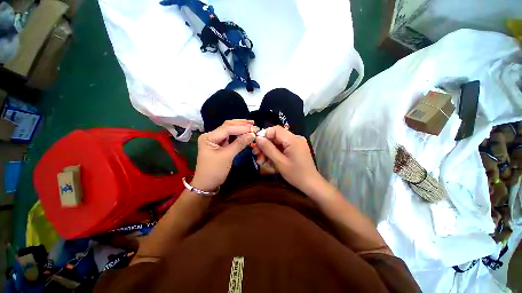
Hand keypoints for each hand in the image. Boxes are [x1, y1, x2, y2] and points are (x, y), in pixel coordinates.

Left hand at [191, 120, 256, 191]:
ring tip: (252, 126)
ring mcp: (215, 140)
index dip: (241, 128)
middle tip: (254, 124)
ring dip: (240, 128)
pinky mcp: (220, 145)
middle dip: (241, 125)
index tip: (254, 128)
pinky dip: (238, 135)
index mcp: (209, 137)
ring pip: (230, 130)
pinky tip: (246, 133)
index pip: (227, 128)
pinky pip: (230, 137)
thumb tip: (252, 134)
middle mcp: (211, 135)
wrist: (206, 185)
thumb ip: (239, 144)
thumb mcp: (227, 156)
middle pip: (228, 126)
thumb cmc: (214, 171)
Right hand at [255, 126, 324, 194]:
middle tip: (256, 155)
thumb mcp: (280, 162)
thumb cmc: (296, 174)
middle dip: (265, 145)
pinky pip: (283, 147)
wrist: (311, 184)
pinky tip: (269, 161)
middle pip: (276, 136)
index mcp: (293, 139)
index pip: (276, 129)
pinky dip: (275, 153)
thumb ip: (268, 149)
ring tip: (261, 161)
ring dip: (269, 150)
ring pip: (278, 142)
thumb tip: (258, 138)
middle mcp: (296, 138)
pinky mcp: (296, 149)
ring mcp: (296, 143)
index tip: (256, 144)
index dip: (265, 134)